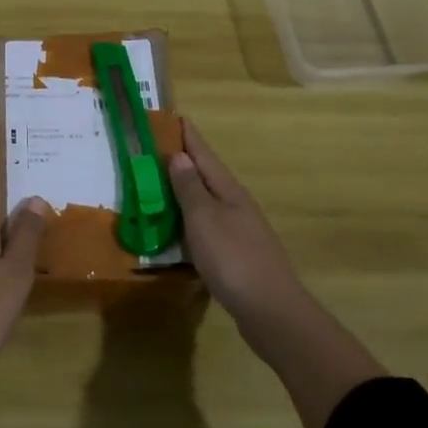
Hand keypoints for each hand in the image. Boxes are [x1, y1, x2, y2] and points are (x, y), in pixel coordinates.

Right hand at [168, 119, 302, 324]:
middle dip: (183, 160)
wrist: (271, 312)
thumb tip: (179, 155)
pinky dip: (189, 220)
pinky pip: (207, 226)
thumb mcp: (204, 219)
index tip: (172, 115)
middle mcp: (235, 204)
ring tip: (159, 183)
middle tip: (155, 148)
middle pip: (206, 175)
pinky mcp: (236, 255)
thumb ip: (190, 188)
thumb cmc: (233, 258)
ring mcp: (238, 230)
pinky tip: (177, 228)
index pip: (203, 154)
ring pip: (206, 201)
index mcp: (228, 190)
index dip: (187, 135)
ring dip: (185, 190)